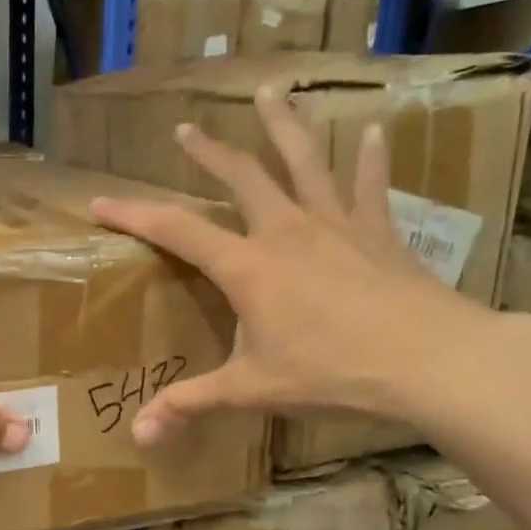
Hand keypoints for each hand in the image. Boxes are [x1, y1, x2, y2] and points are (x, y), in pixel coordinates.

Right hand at [90, 86, 499, 447]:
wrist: (430, 362)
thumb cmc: (332, 373)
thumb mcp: (251, 391)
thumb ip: (190, 405)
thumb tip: (137, 437)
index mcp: (248, 267)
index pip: (177, 231)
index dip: (134, 215)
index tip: (100, 201)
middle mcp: (287, 232)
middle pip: (241, 177)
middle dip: (209, 152)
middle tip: (186, 129)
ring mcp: (337, 226)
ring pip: (305, 162)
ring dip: (284, 126)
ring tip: (271, 92)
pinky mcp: (379, 234)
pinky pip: (370, 187)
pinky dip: (370, 160)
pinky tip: (375, 132)